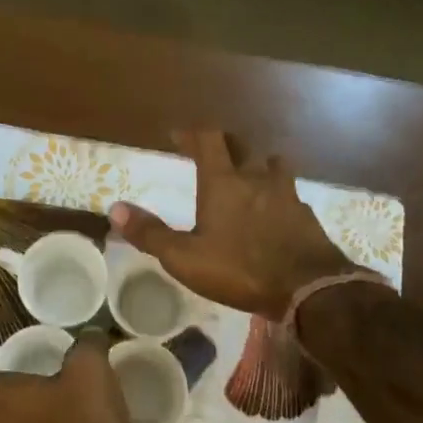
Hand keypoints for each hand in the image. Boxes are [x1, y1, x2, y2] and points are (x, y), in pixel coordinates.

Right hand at [110, 129, 373, 319]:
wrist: (309, 289)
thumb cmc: (240, 269)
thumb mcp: (185, 258)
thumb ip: (150, 233)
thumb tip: (114, 208)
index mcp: (223, 182)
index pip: (208, 140)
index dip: (192, 133)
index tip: (178, 136)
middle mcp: (256, 178)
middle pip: (242, 146)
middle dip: (225, 144)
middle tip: (212, 153)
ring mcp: (287, 195)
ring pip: (274, 165)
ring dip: (260, 165)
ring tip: (251, 176)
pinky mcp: (307, 216)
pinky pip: (291, 194)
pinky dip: (280, 196)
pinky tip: (277, 213)